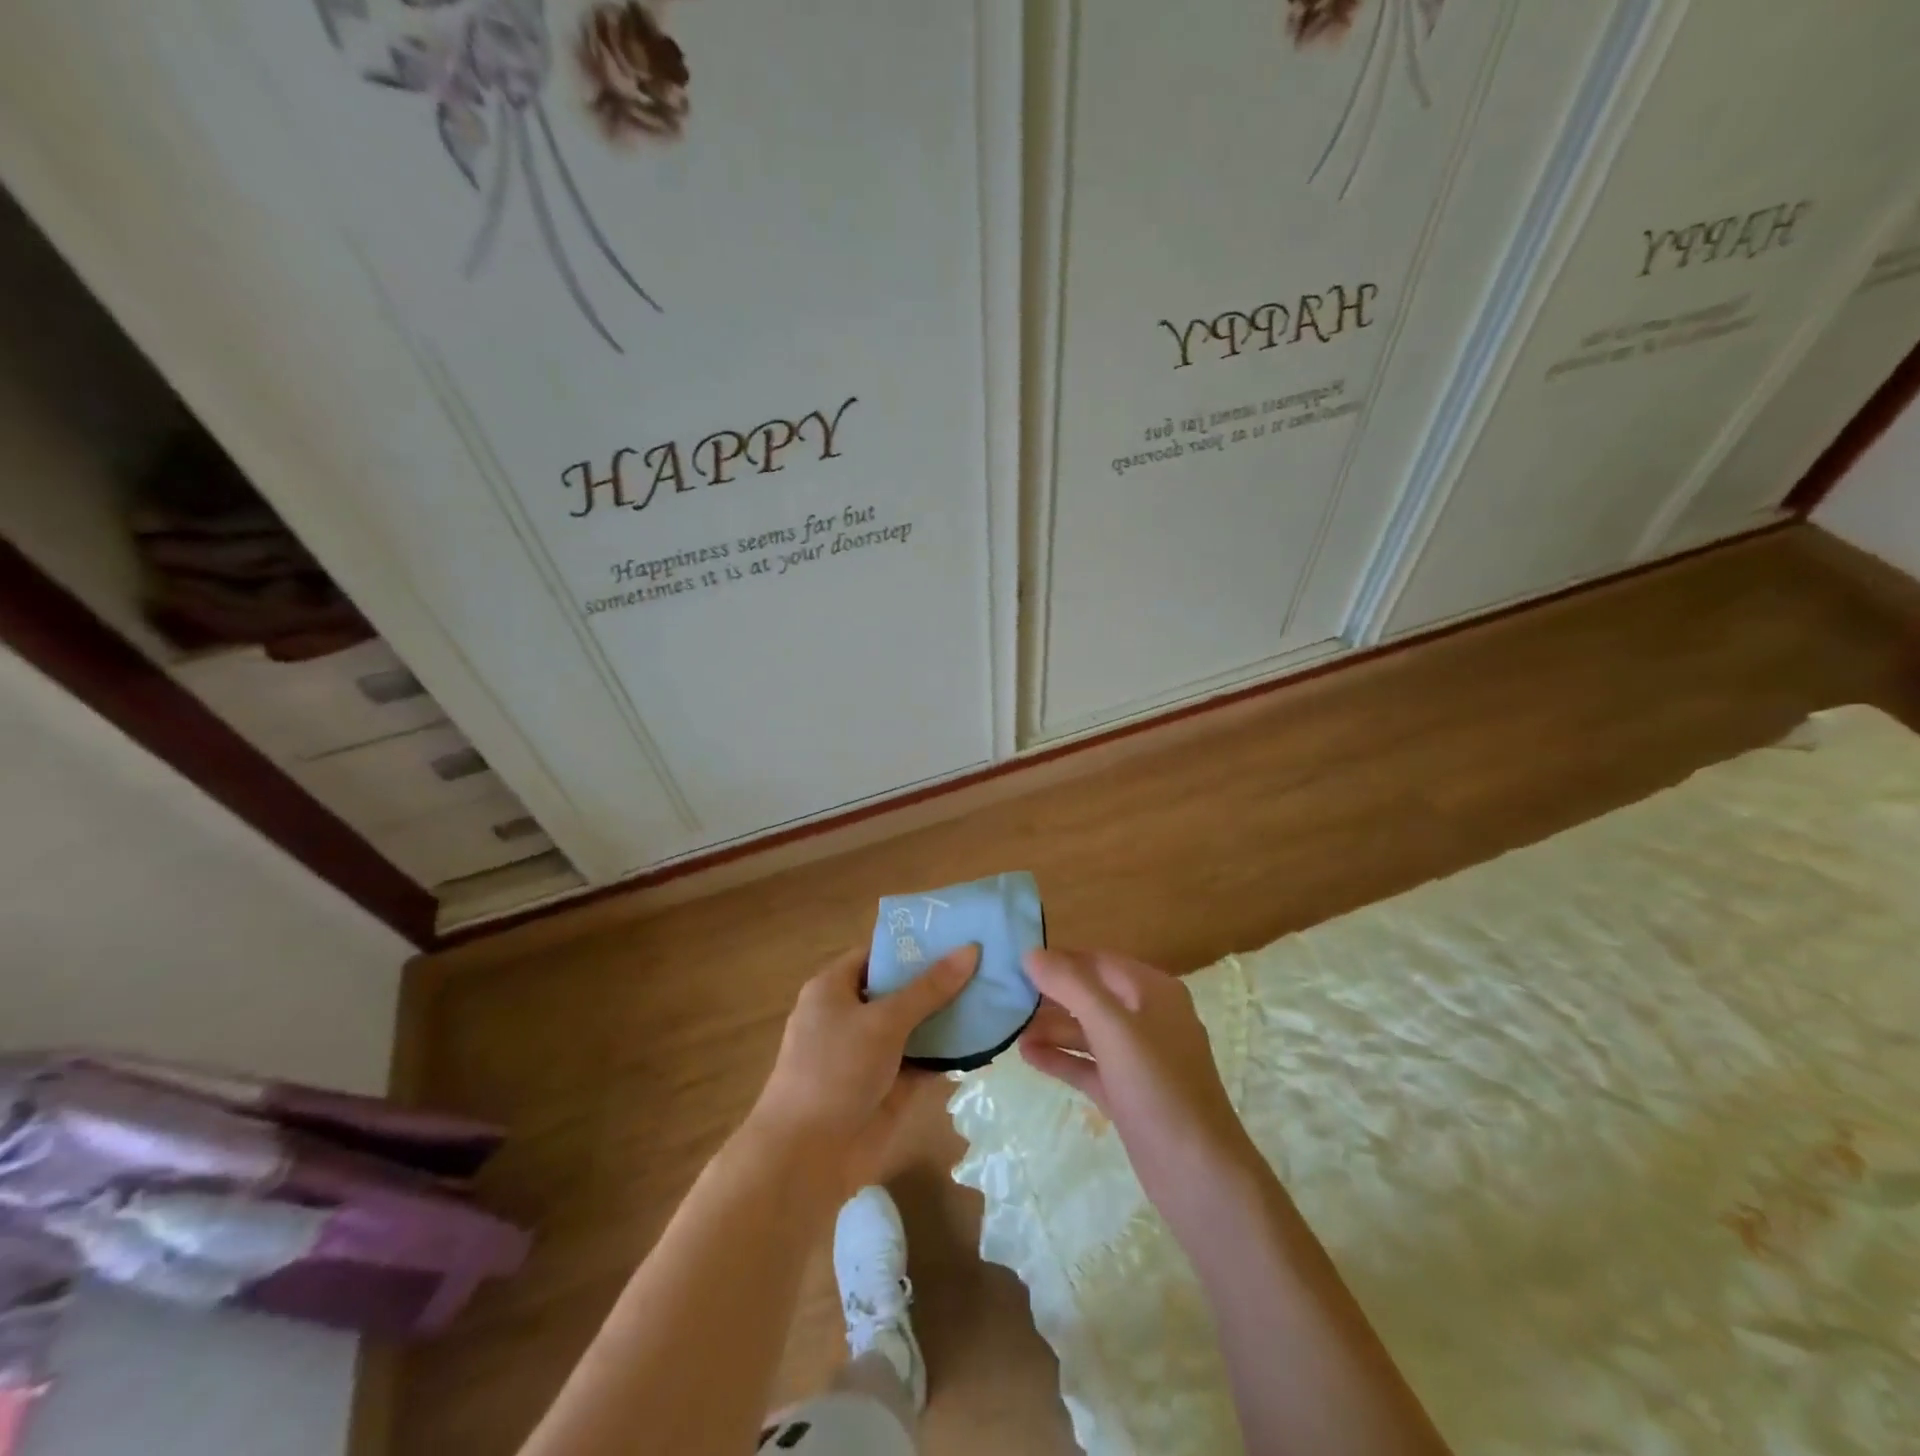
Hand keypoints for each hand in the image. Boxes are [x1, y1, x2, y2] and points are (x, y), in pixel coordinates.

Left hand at [743, 943, 977, 1199]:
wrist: (806, 1158)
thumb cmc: (835, 1070)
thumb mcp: (883, 1021)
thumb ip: (929, 988)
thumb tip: (970, 949)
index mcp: (834, 988)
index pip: (879, 953)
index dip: (915, 943)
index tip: (958, 933)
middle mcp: (851, 1015)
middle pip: (901, 988)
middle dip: (940, 979)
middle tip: (989, 962)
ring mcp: (871, 1052)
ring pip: (916, 1025)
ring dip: (949, 1016)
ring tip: (997, 994)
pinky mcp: (888, 1086)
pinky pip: (923, 1059)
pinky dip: (949, 1052)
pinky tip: (986, 1040)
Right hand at [1019, 949, 1262, 1209]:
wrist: (1199, 1175)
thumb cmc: (1158, 1087)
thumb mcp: (1113, 1028)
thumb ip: (1072, 986)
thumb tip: (1031, 953)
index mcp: (1153, 991)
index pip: (1097, 961)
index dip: (1059, 959)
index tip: (1015, 961)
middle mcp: (1148, 1018)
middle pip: (1091, 995)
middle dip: (1051, 995)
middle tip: (1005, 996)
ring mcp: (1140, 1058)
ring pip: (1088, 1031)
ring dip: (1052, 1028)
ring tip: (1009, 1028)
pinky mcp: (1129, 1092)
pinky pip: (1089, 1064)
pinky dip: (1062, 1058)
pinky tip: (1028, 1056)